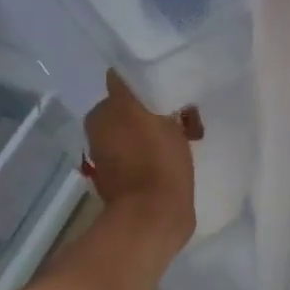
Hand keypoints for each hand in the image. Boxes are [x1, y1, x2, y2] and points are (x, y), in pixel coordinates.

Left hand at [81, 72, 200, 252]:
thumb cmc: (154, 160)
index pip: (127, 86)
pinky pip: (149, 156)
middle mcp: (100, 135)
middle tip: (189, 120)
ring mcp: (113, 161)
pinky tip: (181, 161)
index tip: (175, 96)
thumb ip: (128, 83)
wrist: (155, 218)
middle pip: (136, 109)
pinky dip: (162, 155)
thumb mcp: (142, 109)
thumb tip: (122, 71)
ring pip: (144, 133)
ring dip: (164, 133)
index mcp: (101, 115)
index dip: (152, 86)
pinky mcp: (129, 184)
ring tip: (189, 143)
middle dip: (161, 111)